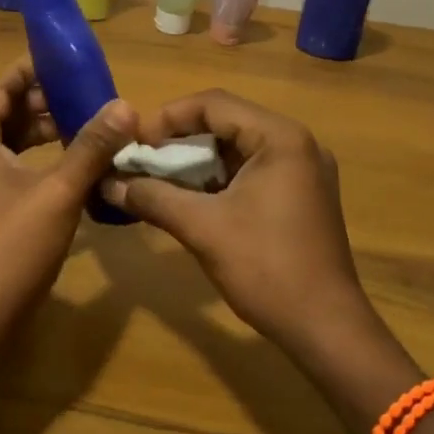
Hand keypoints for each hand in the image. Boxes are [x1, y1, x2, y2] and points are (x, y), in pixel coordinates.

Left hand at [0, 57, 133, 326]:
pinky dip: (37, 160)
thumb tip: (125, 106)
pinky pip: (10, 169)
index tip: (64, 61)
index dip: (30, 71)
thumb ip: (91, 147)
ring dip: (43, 133)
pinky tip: (70, 168)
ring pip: (8, 144)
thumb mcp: (59, 191)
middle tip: (86, 96)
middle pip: (5, 114)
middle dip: (43, 103)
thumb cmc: (13, 244)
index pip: (0, 88)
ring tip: (85, 127)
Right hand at [101, 90, 388, 362]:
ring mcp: (303, 170)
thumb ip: (152, 197)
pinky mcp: (301, 195)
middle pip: (226, 122)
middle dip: (180, 139)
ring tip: (158, 178)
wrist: (325, 329)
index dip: (168, 118)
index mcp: (281, 138)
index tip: (135, 143)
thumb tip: (108, 183)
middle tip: (142, 159)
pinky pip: (251, 171)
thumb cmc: (266, 268)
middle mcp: (297, 143)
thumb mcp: (202, 228)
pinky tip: (189, 198)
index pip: (214, 104)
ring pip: (237, 148)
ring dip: (197, 160)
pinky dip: (218, 178)